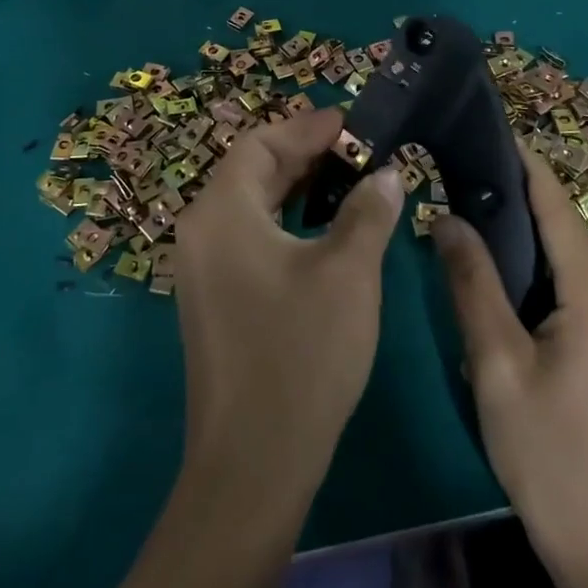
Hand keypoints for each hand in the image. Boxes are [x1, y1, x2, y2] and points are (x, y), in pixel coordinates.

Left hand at [173, 106, 405, 502]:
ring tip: (348, 184)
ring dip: (297, 190)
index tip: (353, 124)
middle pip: (251, 171)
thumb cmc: (301, 353)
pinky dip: (286, 223)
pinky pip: (248, 238)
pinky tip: (324, 233)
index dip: (308, 128)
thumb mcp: (348, 273)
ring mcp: (202, 268)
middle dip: (305, 156)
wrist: (253, 462)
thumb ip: (368, 212)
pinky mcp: (213, 298)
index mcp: (221, 211)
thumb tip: (386, 174)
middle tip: (358, 152)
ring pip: (251, 206)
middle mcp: (201, 230)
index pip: (260, 143)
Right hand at [431, 149, 587, 584]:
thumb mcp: (496, 366)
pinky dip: (554, 291)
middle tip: (467, 192)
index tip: (498, 130)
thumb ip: (472, 284)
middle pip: (571, 243)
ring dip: (536, 259)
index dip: (529, 168)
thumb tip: (449, 218)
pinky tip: (521, 305)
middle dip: (522, 215)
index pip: (561, 212)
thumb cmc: (548, 457)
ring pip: (580, 277)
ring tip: (482, 245)